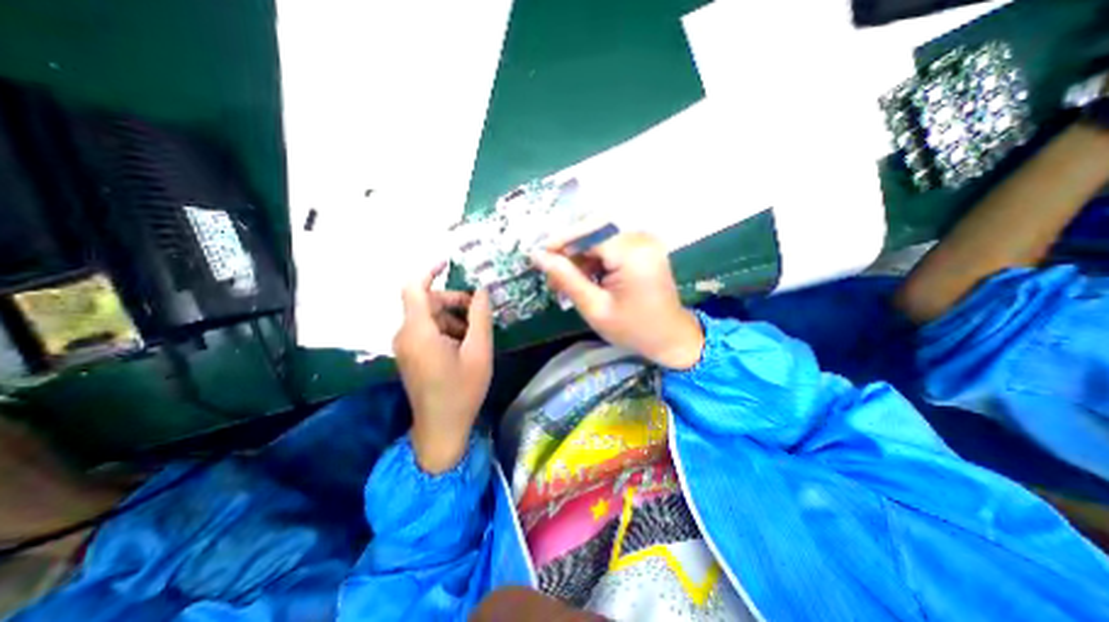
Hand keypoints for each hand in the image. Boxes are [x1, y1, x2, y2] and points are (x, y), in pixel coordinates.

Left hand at [392, 264, 490, 474]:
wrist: (441, 428)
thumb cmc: (462, 390)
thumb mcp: (479, 351)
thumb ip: (480, 317)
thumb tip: (481, 291)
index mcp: (418, 332)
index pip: (414, 288)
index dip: (429, 270)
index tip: (449, 262)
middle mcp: (405, 335)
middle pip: (427, 302)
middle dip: (454, 301)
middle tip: (480, 310)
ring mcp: (405, 346)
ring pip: (428, 317)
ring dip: (453, 317)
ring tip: (476, 332)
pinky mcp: (410, 355)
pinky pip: (426, 330)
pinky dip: (446, 329)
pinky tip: (465, 344)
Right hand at [528, 233, 699, 368]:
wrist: (670, 338)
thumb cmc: (633, 329)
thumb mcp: (594, 308)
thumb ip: (566, 278)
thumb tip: (537, 256)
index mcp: (632, 253)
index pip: (588, 234)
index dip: (560, 242)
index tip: (536, 255)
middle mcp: (641, 238)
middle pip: (593, 231)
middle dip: (569, 249)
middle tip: (550, 273)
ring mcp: (644, 241)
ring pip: (599, 237)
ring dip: (579, 255)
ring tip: (564, 280)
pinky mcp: (643, 247)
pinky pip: (610, 244)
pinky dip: (593, 258)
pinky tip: (584, 277)